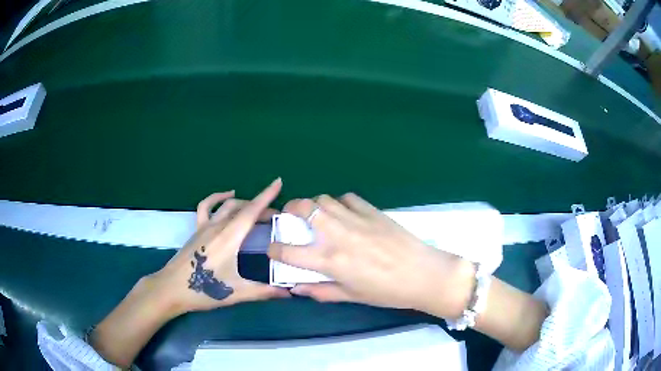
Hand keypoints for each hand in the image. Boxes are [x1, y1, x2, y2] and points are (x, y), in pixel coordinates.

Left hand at [145, 178, 289, 316]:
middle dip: (261, 207)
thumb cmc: (203, 290)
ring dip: (243, 203)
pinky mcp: (196, 230)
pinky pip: (206, 206)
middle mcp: (217, 227)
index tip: (278, 181)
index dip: (266, 196)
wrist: (171, 288)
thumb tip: (289, 293)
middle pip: (242, 208)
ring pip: (227, 205)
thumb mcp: (236, 293)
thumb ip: (264, 291)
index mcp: (229, 238)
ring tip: (256, 210)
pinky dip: (217, 198)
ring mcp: (204, 226)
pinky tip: (226, 197)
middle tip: (276, 218)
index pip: (250, 212)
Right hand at [268, 193, 474, 318]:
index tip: (272, 249)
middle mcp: (339, 235)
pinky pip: (348, 198)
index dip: (273, 249)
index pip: (289, 251)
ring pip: (324, 199)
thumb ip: (321, 291)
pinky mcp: (373, 210)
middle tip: (290, 217)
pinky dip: (340, 203)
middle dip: (289, 209)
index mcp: (331, 260)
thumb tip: (297, 288)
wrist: (423, 274)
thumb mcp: (352, 296)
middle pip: (304, 208)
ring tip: (317, 215)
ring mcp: (356, 219)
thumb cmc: (387, 291)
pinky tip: (345, 213)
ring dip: (314, 205)